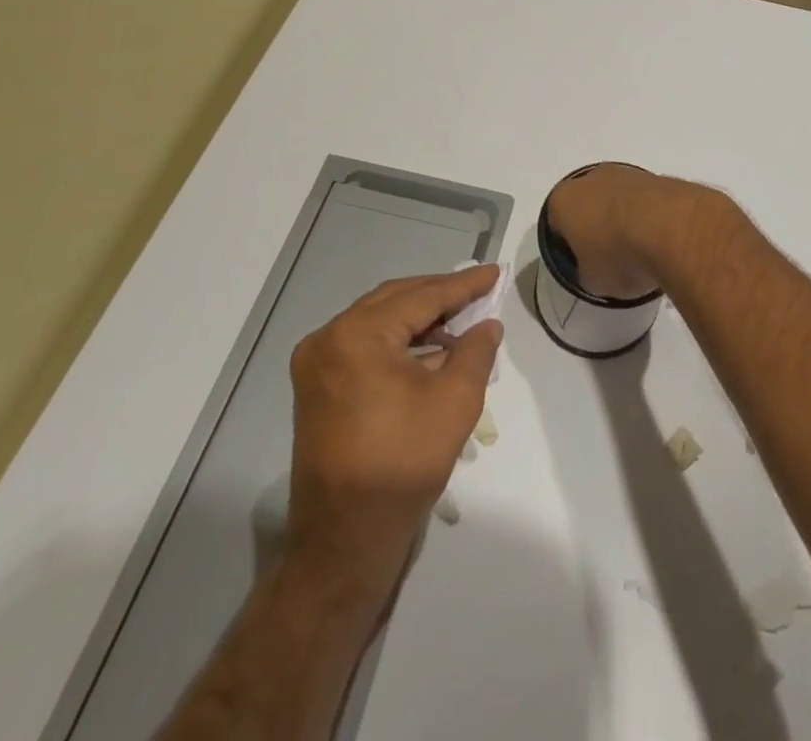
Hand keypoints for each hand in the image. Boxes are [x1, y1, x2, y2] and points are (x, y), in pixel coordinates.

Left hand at [286, 267, 501, 597]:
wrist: (346, 538)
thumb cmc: (403, 463)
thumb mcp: (455, 400)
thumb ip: (476, 350)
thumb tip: (487, 324)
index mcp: (357, 335)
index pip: (422, 296)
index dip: (463, 285)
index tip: (493, 272)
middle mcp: (328, 338)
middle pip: (396, 300)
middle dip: (440, 295)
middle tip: (479, 291)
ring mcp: (316, 363)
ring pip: (379, 321)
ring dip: (419, 318)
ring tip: (461, 322)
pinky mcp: (317, 386)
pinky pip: (364, 345)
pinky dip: (398, 341)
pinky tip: (430, 350)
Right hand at [544, 163, 723, 298]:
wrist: (672, 229)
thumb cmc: (618, 256)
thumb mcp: (592, 281)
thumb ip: (586, 272)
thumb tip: (596, 269)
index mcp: (563, 200)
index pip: (556, 225)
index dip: (567, 248)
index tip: (583, 266)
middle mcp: (591, 178)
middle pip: (587, 206)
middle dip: (596, 228)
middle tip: (611, 258)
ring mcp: (626, 173)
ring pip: (617, 200)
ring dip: (624, 220)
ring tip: (641, 252)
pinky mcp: (657, 176)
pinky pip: (645, 201)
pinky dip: (649, 216)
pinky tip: (660, 240)